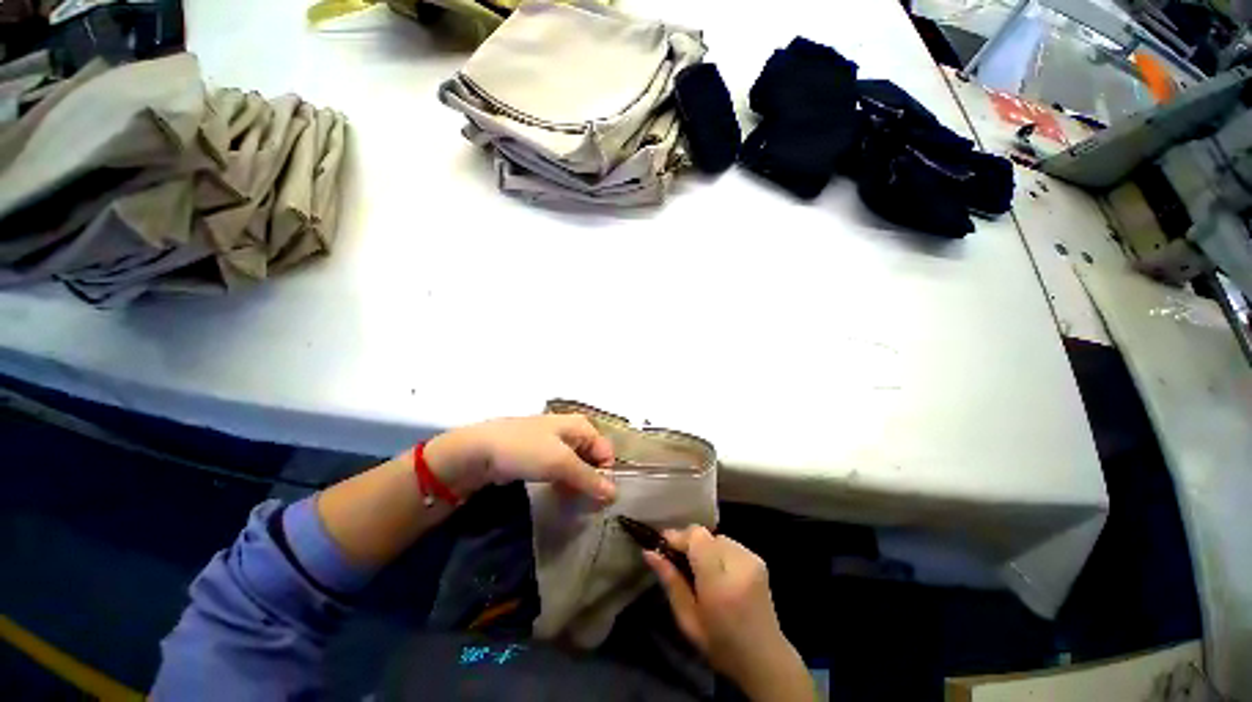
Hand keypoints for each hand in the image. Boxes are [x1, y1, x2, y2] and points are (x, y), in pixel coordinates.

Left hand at [425, 415, 617, 502]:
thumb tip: (614, 494)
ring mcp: (554, 443)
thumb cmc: (525, 450)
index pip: (606, 451)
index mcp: (581, 425)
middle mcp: (571, 431)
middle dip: (591, 481)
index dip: (605, 474)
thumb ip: (589, 479)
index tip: (597, 499)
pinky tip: (558, 497)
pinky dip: (562, 484)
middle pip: (592, 458)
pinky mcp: (540, 456)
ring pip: (576, 466)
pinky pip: (560, 471)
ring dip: (576, 485)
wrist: (479, 451)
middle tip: (584, 505)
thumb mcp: (561, 464)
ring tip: (571, 504)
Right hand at [645, 527, 812, 700]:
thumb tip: (649, 552)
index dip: (677, 536)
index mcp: (720, 582)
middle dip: (688, 543)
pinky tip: (716, 572)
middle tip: (676, 560)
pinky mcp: (758, 559)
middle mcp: (739, 563)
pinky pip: (729, 544)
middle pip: (705, 535)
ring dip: (703, 547)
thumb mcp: (688, 620)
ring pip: (716, 537)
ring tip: (697, 569)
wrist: (766, 659)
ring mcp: (752, 559)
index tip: (662, 545)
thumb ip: (670, 581)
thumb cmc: (721, 645)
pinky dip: (717, 551)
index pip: (696, 537)